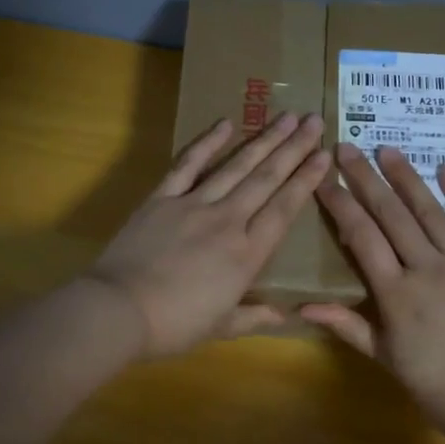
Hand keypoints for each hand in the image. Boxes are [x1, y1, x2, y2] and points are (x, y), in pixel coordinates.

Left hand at [87, 113, 329, 356]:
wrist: (120, 310)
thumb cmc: (174, 325)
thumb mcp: (221, 327)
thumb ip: (255, 317)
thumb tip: (287, 316)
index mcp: (247, 254)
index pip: (284, 209)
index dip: (306, 181)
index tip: (324, 156)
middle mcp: (227, 221)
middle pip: (266, 179)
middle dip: (293, 148)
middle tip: (313, 120)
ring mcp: (193, 204)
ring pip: (236, 166)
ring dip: (263, 140)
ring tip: (286, 116)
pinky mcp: (162, 198)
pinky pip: (188, 164)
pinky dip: (207, 143)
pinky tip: (225, 123)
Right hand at [301, 144, 444, 431]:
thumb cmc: (434, 383)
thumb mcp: (384, 357)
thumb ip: (346, 325)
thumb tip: (302, 306)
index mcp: (397, 294)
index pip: (362, 237)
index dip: (340, 205)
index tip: (323, 179)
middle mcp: (428, 269)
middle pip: (392, 215)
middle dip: (366, 179)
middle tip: (346, 148)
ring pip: (431, 212)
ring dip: (407, 178)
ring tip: (387, 150)